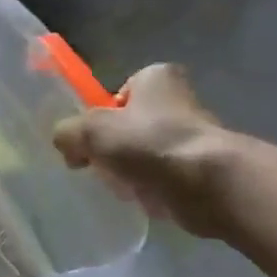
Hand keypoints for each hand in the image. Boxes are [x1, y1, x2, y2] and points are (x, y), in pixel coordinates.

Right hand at [52, 64, 231, 236]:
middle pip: (130, 127)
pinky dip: (152, 190)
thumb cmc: (149, 143)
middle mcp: (179, 101)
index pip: (119, 93)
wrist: (210, 185)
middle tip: (103, 166)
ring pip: (145, 155)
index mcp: (155, 77)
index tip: (93, 139)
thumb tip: (67, 146)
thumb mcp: (91, 130)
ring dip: (131, 172)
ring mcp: (193, 137)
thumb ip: (68, 133)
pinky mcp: (203, 171)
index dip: (101, 116)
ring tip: (124, 186)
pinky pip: (164, 180)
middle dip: (115, 149)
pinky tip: (145, 200)